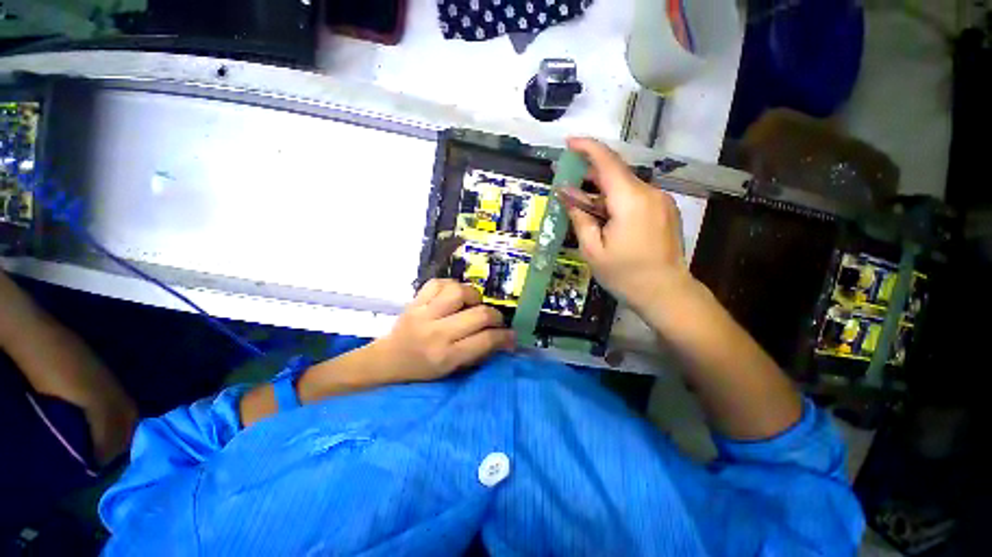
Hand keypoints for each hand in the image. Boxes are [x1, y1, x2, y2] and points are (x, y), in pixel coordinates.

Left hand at [368, 279, 514, 382]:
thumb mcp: (451, 370)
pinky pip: (439, 282)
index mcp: (446, 356)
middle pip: (479, 314)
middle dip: (495, 316)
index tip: (511, 335)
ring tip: (472, 304)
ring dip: (473, 296)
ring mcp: (424, 313)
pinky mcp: (415, 301)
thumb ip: (478, 353)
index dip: (505, 336)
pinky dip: (452, 286)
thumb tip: (504, 339)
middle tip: (494, 320)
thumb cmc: (421, 369)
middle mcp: (436, 333)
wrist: (387, 360)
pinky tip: (453, 295)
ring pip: (460, 292)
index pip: (486, 340)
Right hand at [564, 137, 692, 312]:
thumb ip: (579, 218)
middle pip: (616, 173)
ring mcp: (661, 200)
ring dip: (602, 191)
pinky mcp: (665, 210)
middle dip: (590, 175)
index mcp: (631, 201)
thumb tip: (566, 195)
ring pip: (625, 185)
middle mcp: (650, 193)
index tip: (568, 142)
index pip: (607, 162)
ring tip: (584, 205)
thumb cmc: (625, 274)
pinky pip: (636, 196)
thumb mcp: (593, 250)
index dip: (587, 147)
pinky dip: (616, 199)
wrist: (666, 293)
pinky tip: (605, 216)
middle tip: (568, 185)